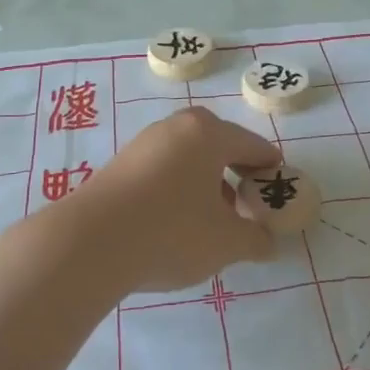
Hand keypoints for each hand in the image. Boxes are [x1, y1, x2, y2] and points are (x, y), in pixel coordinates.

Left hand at [61, 107, 278, 292]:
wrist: (90, 243)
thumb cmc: (171, 232)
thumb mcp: (226, 242)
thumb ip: (254, 239)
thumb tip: (267, 242)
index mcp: (208, 133)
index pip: (252, 145)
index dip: (269, 167)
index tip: (279, 186)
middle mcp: (176, 127)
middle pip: (218, 144)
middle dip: (236, 172)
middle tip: (247, 201)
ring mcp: (144, 143)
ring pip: (188, 157)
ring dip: (205, 181)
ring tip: (213, 217)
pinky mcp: (120, 164)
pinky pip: (163, 169)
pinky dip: (178, 187)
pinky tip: (176, 220)